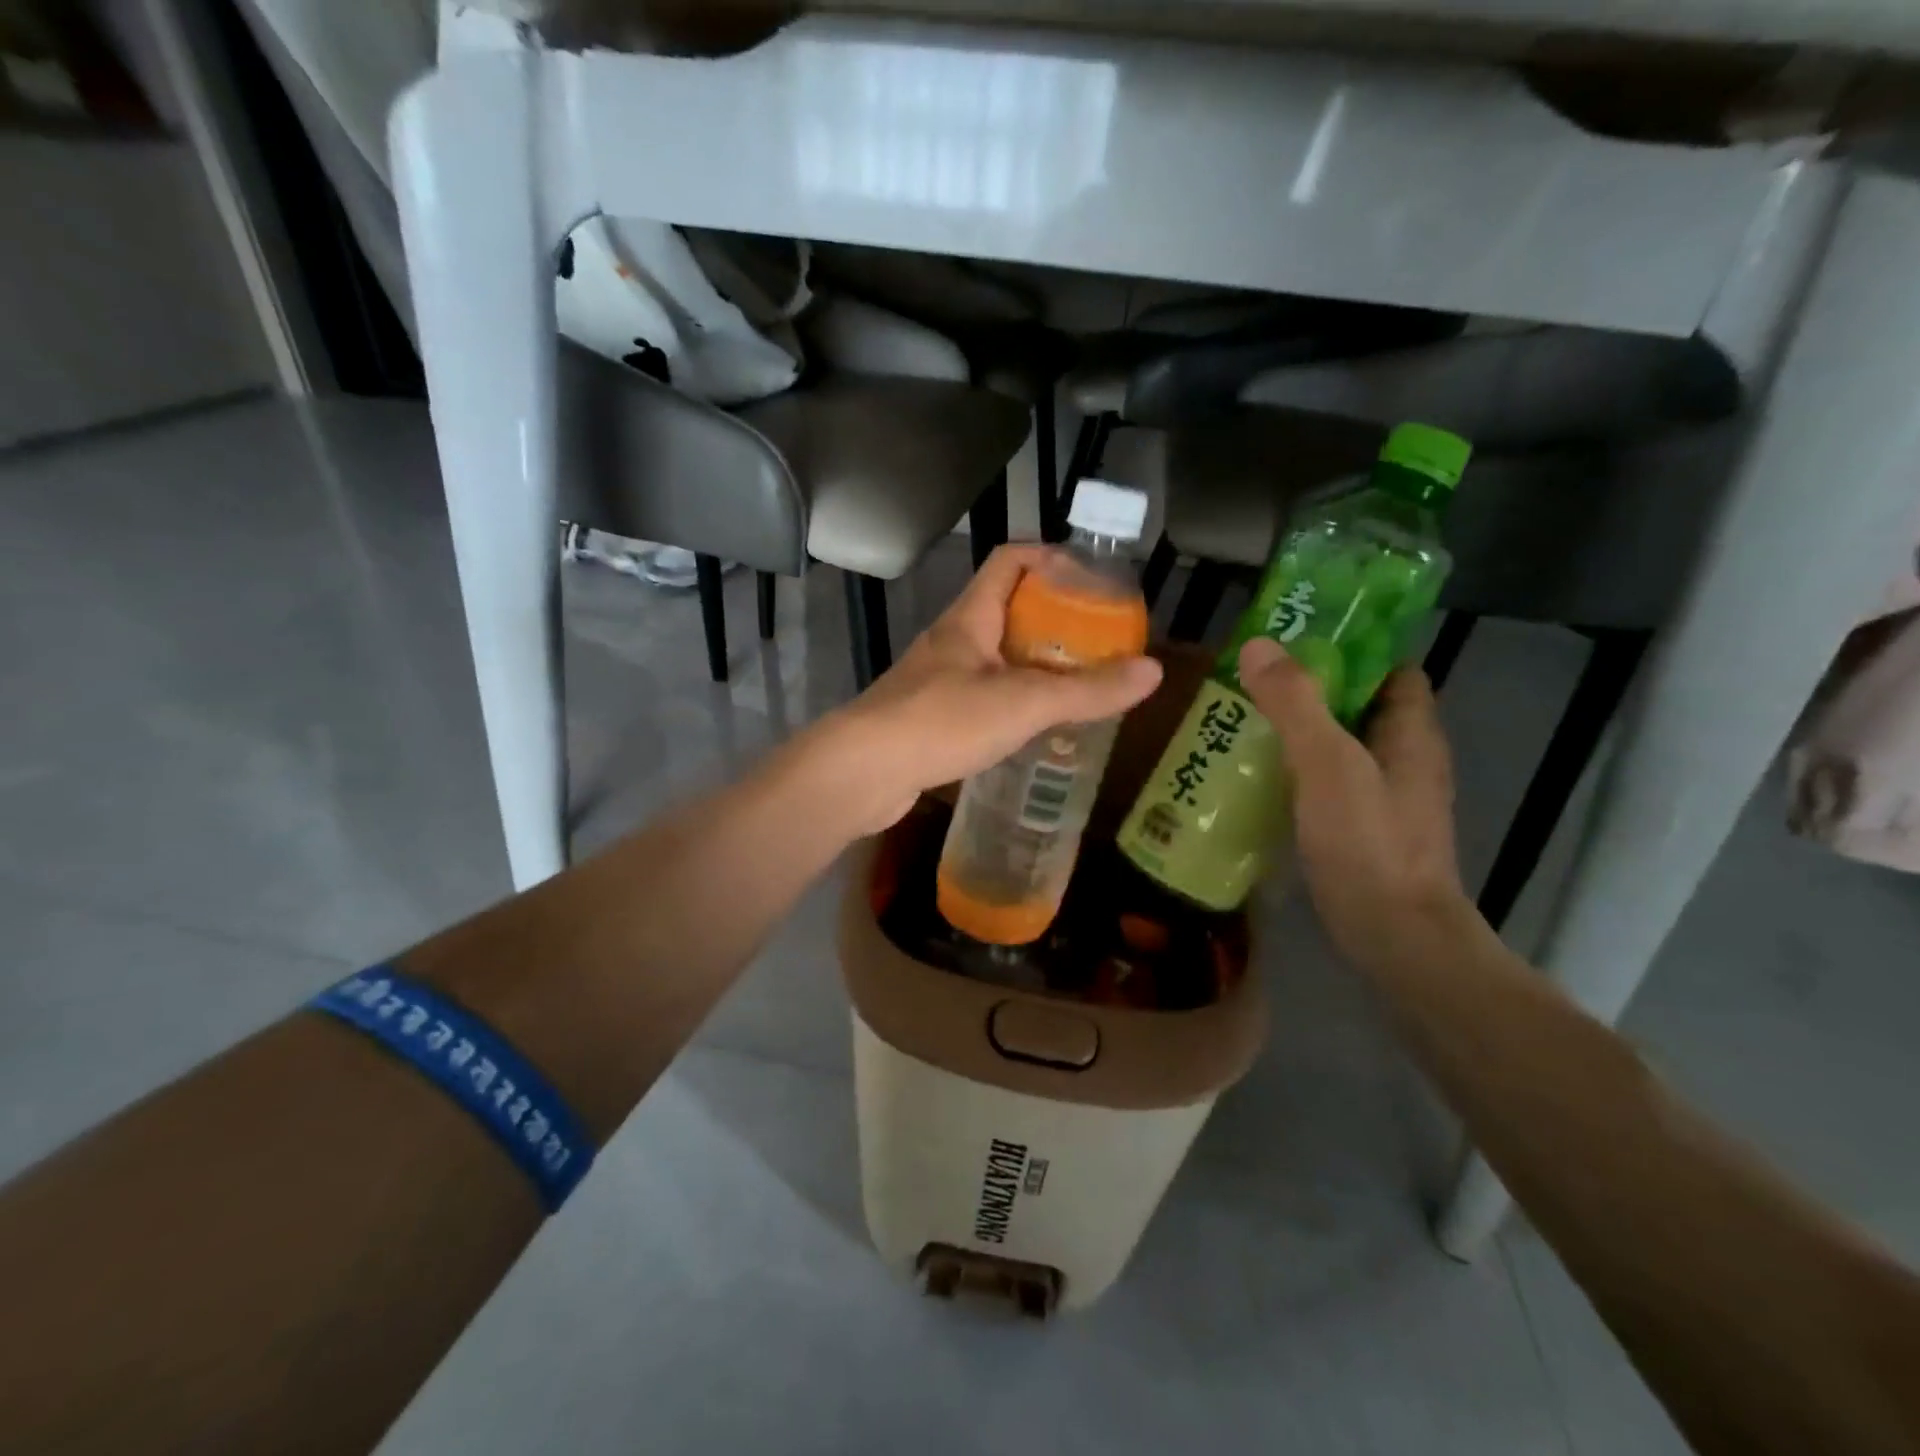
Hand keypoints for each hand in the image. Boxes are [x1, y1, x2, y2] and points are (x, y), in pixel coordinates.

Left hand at [815, 545, 1162, 833]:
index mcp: (970, 617)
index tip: (1092, 580)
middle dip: (1053, 620)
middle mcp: (952, 641)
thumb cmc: (941, 721)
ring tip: (1077, 686)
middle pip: (1007, 610)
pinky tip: (1034, 729)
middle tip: (1098, 643)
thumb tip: (1153, 671)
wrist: (861, 772)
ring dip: (1034, 665)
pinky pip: (981, 697)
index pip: (1009, 561)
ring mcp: (936, 680)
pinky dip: (1012, 702)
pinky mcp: (930, 718)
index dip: (1050, 558)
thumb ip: (1087, 690)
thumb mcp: (1024, 702)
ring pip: (994, 658)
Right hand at [1236, 637, 1480, 970]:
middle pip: (1362, 706)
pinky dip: (1298, 771)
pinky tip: (1257, 776)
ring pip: (1342, 747)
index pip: (1393, 670)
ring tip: (1244, 721)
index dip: (1354, 649)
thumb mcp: (1328, 766)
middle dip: (1314, 689)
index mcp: (1411, 734)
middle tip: (1254, 680)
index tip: (1298, 641)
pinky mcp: (1363, 830)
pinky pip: (1329, 783)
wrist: (1395, 939)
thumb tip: (1260, 644)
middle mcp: (1406, 760)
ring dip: (1301, 731)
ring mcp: (1386, 799)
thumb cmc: (1369, 845)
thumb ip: (1296, 705)